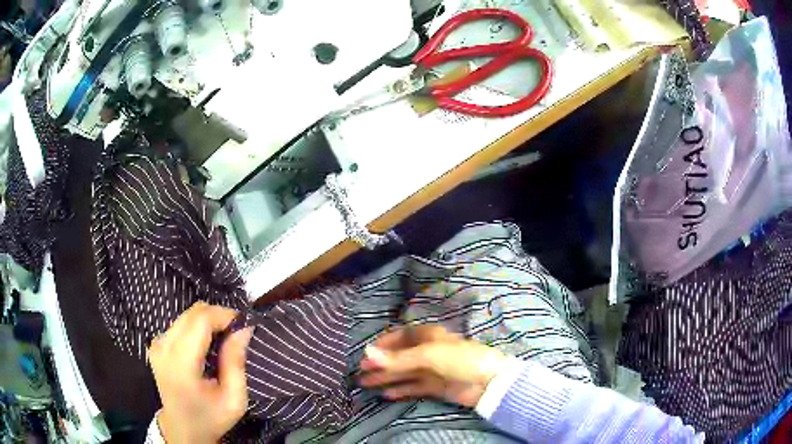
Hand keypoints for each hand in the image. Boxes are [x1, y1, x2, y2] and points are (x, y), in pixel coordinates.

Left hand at [148, 302, 252, 443]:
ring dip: (208, 321)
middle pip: (193, 313)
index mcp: (180, 363)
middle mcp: (164, 347)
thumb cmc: (211, 417)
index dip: (224, 315)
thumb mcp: (233, 399)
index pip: (200, 320)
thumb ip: (236, 363)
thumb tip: (244, 328)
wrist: (183, 429)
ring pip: (186, 315)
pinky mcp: (156, 344)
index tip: (244, 324)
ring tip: (224, 339)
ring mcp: (157, 344)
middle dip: (218, 316)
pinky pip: (180, 324)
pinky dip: (197, 327)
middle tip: (237, 332)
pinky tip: (207, 345)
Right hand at [357, 325, 508, 406]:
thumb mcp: (428, 355)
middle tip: (361, 371)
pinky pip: (413, 387)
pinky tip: (386, 394)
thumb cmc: (459, 359)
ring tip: (365, 384)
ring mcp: (432, 370)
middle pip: (400, 357)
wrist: (488, 382)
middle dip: (381, 364)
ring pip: (404, 373)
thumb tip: (367, 353)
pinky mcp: (436, 386)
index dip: (385, 343)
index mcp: (429, 337)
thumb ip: (398, 358)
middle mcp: (429, 352)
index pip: (403, 336)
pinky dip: (400, 390)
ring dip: (386, 378)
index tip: (367, 352)